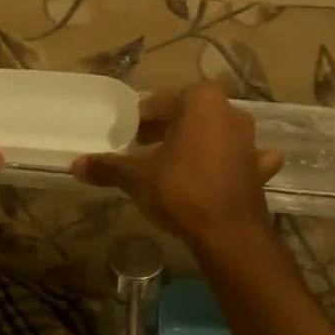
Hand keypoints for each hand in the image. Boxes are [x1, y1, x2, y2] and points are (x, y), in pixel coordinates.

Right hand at [71, 82, 281, 249]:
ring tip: (173, 162)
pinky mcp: (259, 166)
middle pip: (186, 115)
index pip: (157, 104)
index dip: (138, 122)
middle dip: (165, 129)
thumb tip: (76, 165)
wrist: (229, 233)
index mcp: (199, 101)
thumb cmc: (181, 191)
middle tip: (141, 149)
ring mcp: (249, 139)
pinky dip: (230, 161)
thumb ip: (108, 167)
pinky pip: (240, 157)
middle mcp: (229, 110)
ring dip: (196, 142)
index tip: (125, 139)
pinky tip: (221, 171)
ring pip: (214, 133)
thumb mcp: (137, 177)